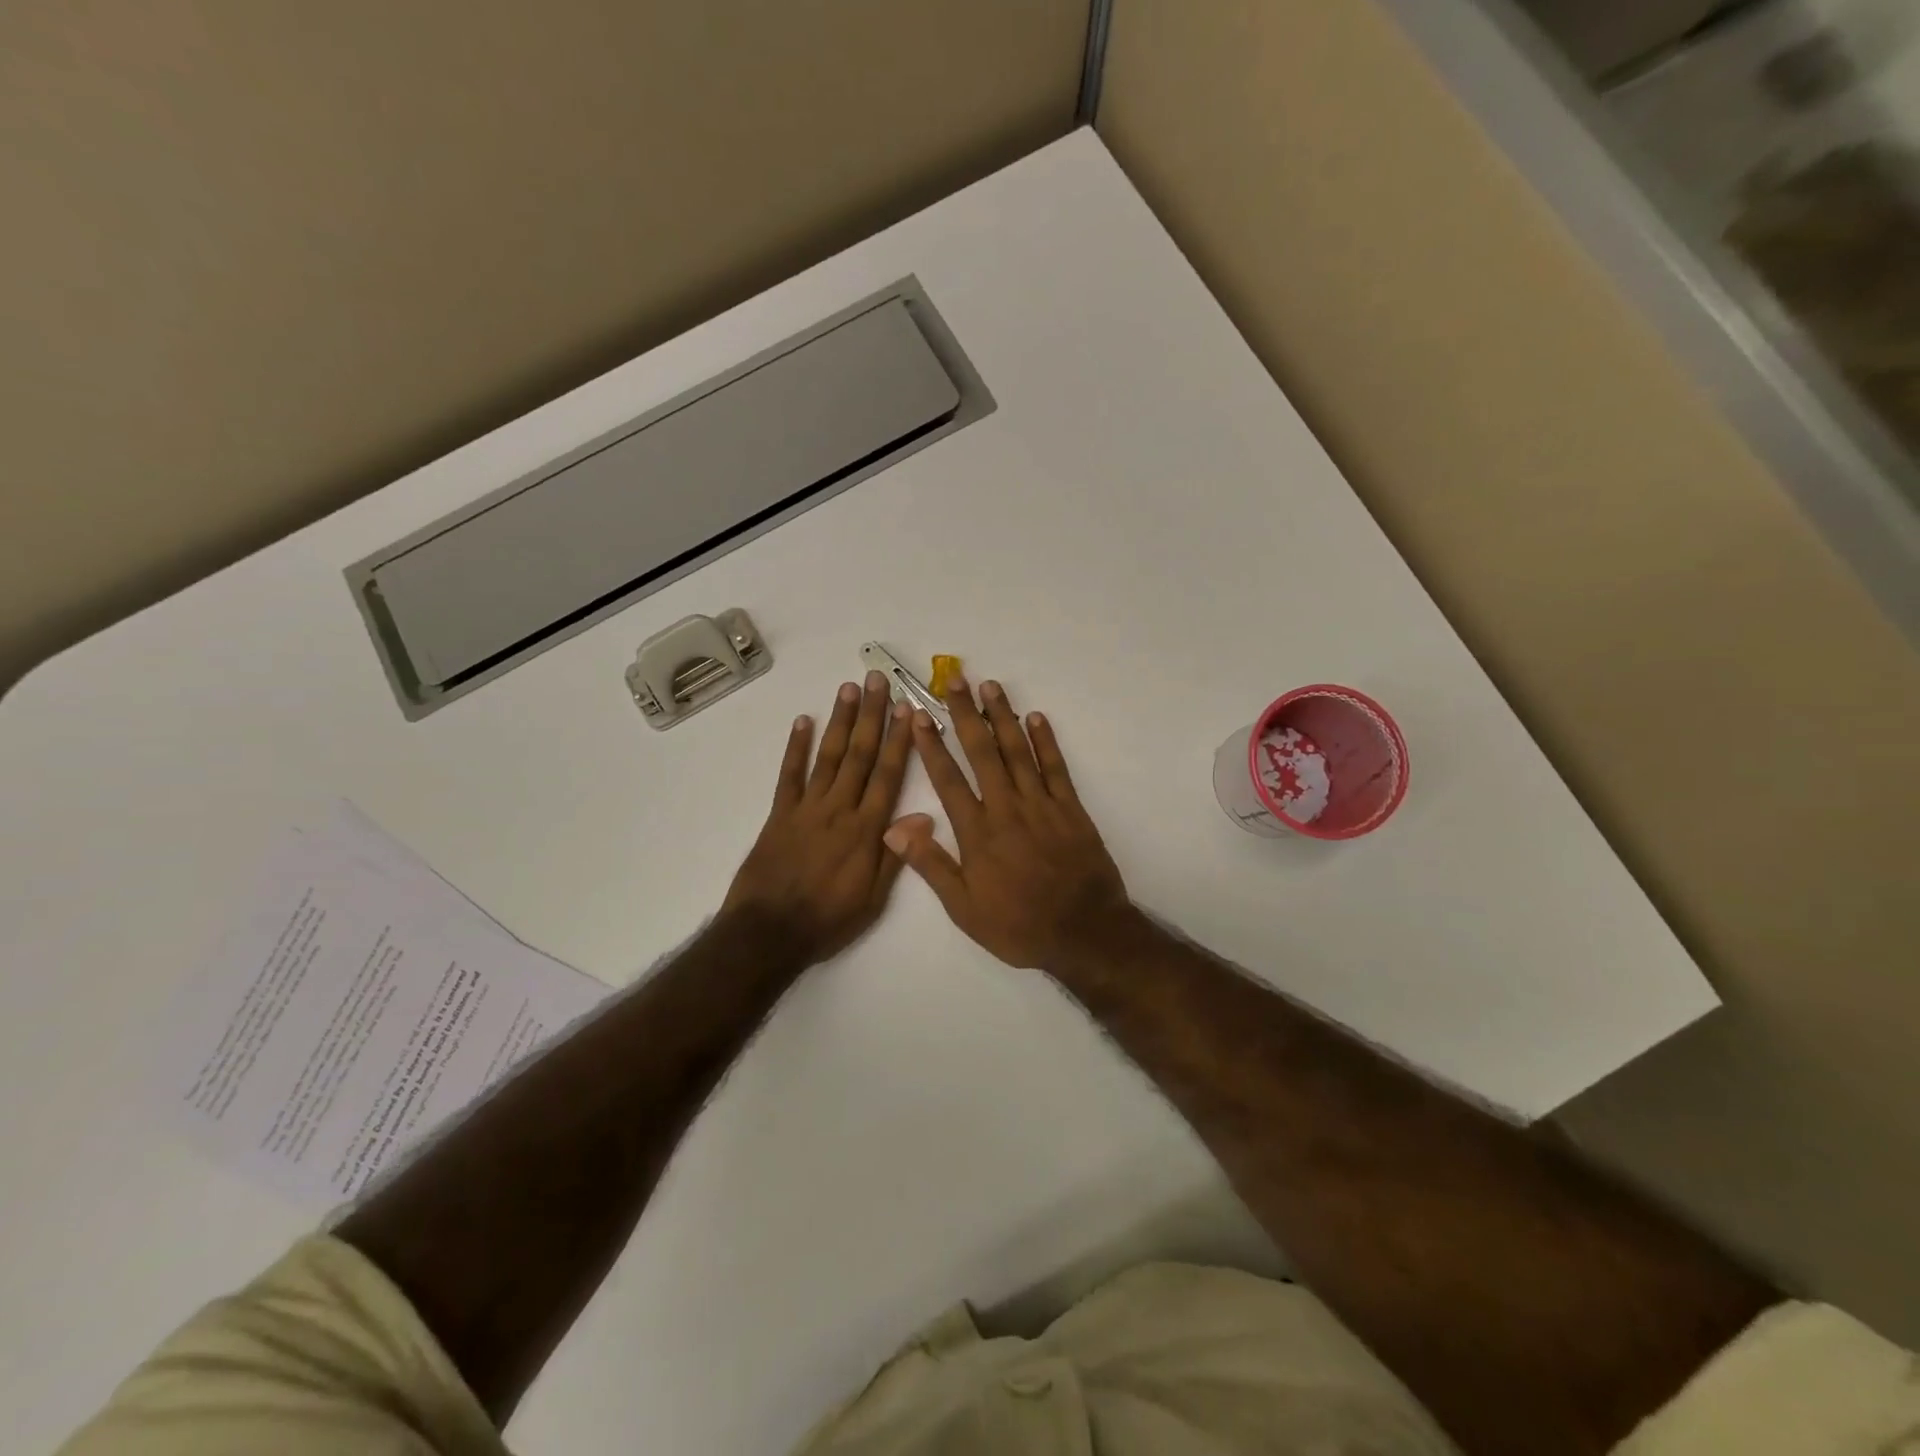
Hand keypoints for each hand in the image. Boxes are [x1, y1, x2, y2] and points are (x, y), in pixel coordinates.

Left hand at [723, 672, 913, 964]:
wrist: (768, 934)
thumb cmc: (828, 920)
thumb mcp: (874, 899)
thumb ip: (898, 854)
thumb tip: (926, 814)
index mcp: (866, 830)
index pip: (887, 775)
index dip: (898, 740)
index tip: (906, 709)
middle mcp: (838, 810)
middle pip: (858, 755)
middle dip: (871, 715)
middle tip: (877, 679)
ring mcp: (806, 809)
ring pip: (827, 757)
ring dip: (839, 721)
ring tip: (849, 688)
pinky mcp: (779, 815)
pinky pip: (788, 775)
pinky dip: (795, 747)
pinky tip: (803, 721)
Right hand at [883, 675, 1133, 970]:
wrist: (1084, 933)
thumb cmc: (1018, 925)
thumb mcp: (964, 908)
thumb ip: (931, 864)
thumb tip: (893, 827)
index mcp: (976, 832)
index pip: (947, 779)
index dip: (931, 745)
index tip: (917, 715)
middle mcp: (1006, 808)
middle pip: (982, 752)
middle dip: (965, 714)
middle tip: (955, 680)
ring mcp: (1041, 805)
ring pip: (1018, 751)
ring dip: (1003, 717)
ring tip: (990, 686)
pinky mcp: (1071, 808)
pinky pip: (1055, 768)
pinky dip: (1045, 741)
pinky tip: (1036, 718)